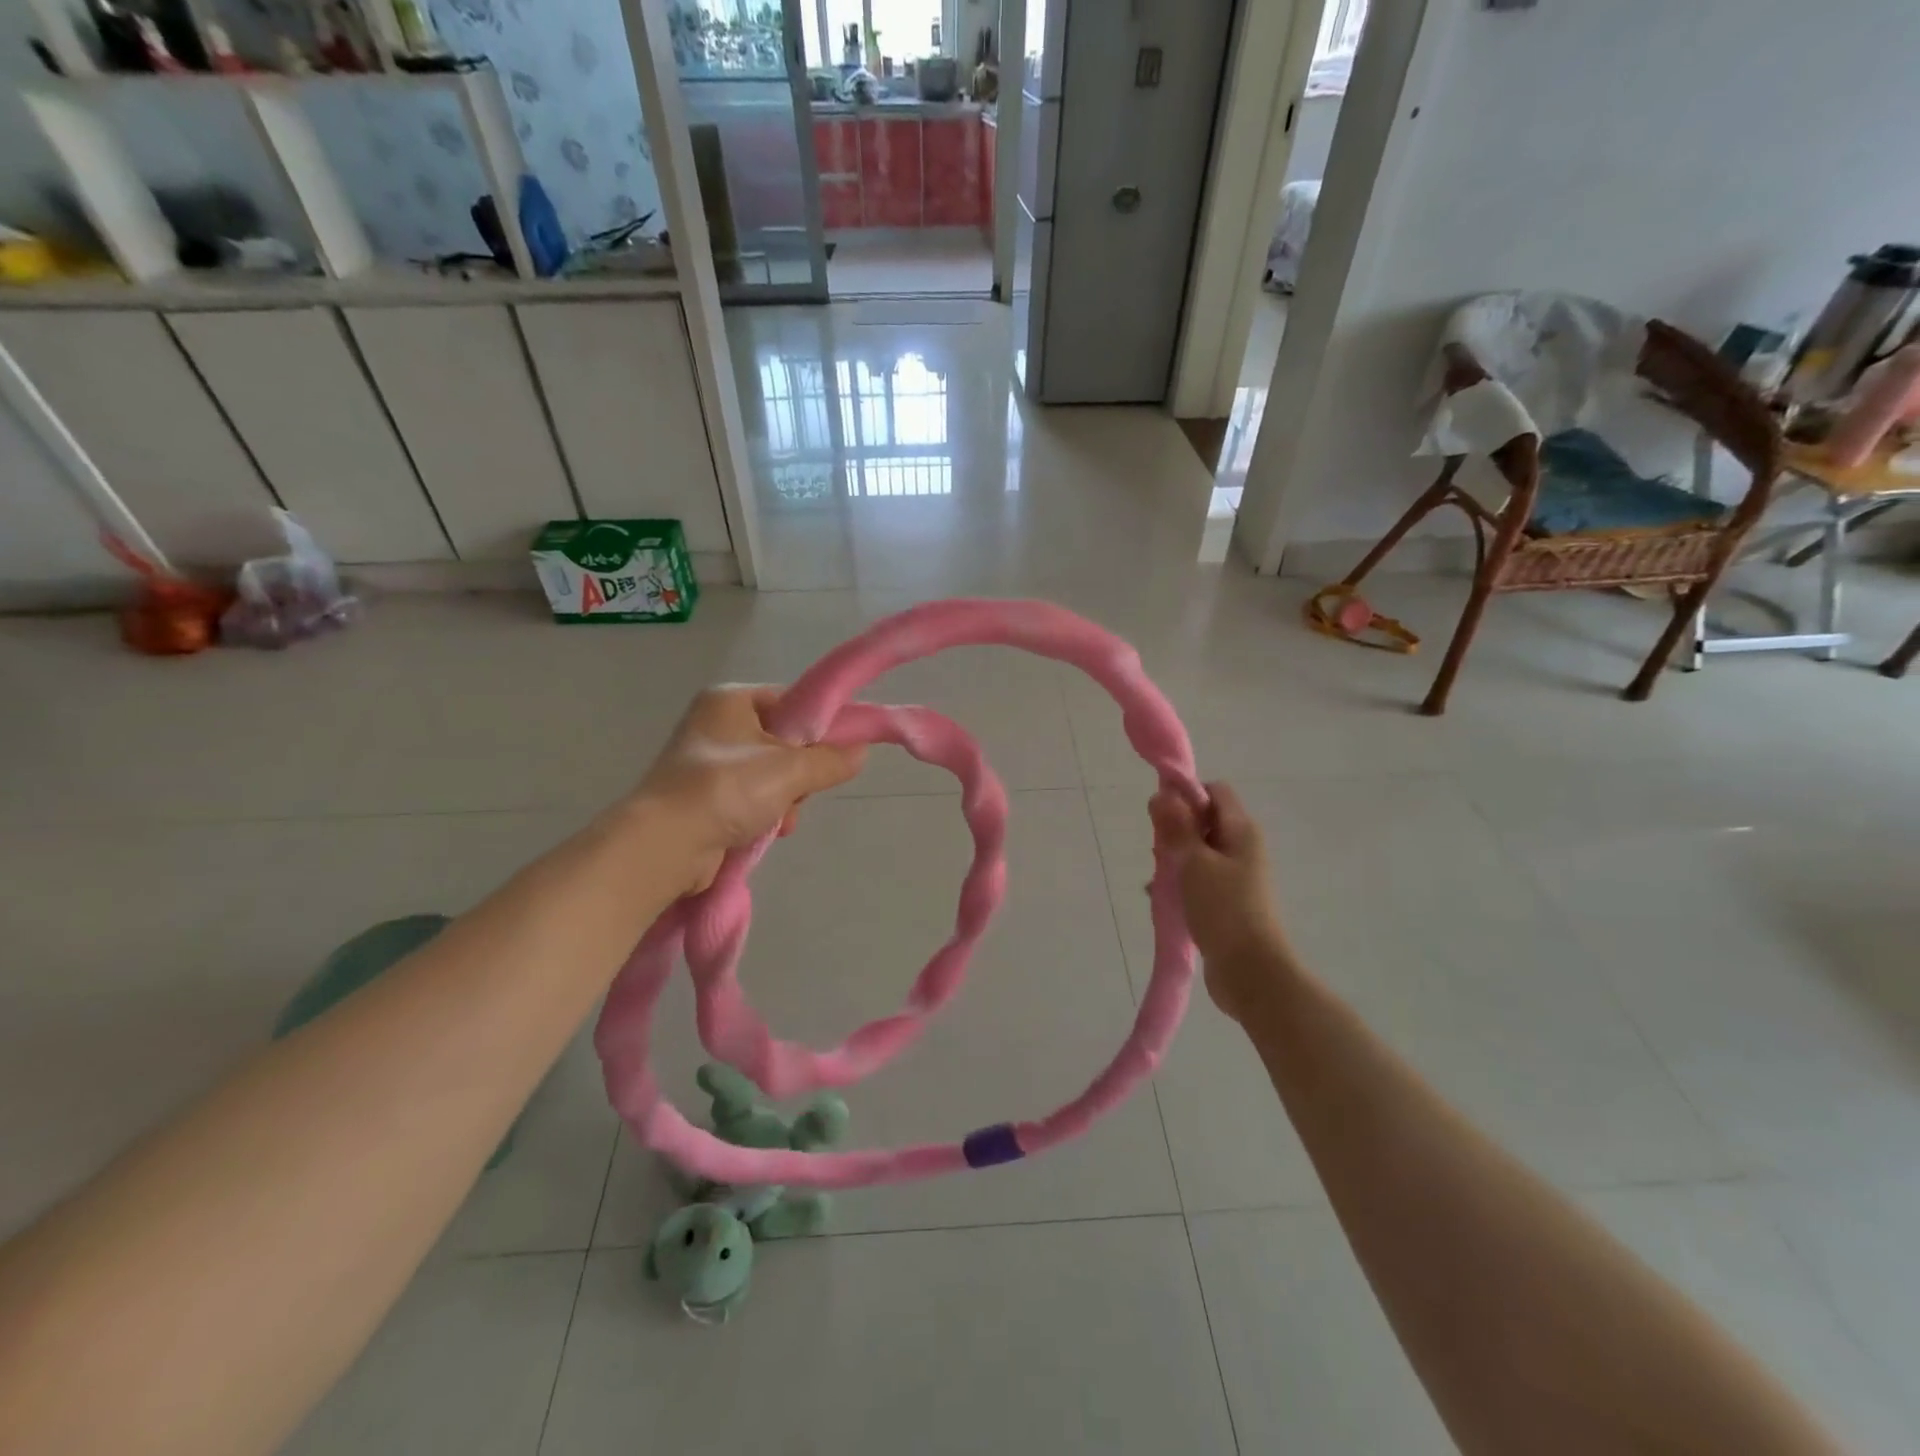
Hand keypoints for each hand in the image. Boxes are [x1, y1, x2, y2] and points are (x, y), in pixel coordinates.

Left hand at [633, 687, 864, 893]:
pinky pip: (751, 800)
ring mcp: (706, 764)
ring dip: (786, 800)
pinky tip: (767, 831)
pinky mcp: (703, 799)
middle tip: (800, 790)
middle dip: (800, 773)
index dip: (819, 725)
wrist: (665, 844)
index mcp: (730, 700)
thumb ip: (830, 759)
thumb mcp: (790, 769)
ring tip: (781, 818)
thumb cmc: (728, 789)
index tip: (839, 750)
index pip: (791, 701)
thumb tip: (860, 752)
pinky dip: (765, 815)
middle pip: (783, 742)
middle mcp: (715, 725)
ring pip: (771, 776)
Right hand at [1149, 782, 1290, 1022]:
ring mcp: (1236, 877)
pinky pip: (1198, 881)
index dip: (1187, 795)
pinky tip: (1162, 901)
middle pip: (1204, 822)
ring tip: (1158, 882)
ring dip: (1174, 862)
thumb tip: (1162, 794)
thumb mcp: (1194, 862)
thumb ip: (1177, 826)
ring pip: (1197, 853)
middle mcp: (1242, 848)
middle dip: (1175, 831)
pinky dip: (1180, 886)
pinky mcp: (1227, 903)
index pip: (1215, 791)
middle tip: (1158, 852)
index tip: (1161, 815)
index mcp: (1241, 831)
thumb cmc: (1224, 909)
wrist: (1251, 972)